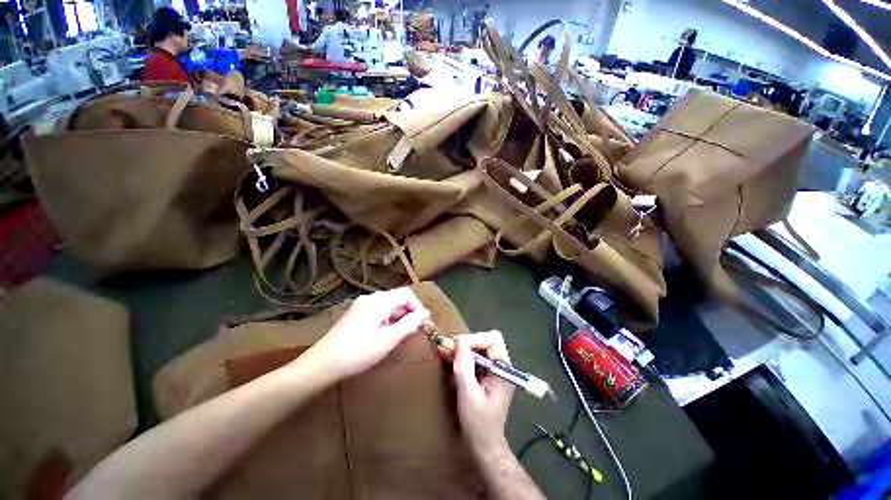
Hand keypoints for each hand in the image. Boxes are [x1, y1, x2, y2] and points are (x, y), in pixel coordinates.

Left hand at [303, 287, 430, 380]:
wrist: (322, 364)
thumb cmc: (359, 351)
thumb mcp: (389, 339)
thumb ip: (410, 323)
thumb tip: (426, 313)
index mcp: (379, 300)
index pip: (407, 294)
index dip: (417, 307)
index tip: (421, 325)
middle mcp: (371, 298)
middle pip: (397, 299)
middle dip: (408, 313)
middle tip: (413, 333)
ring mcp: (362, 306)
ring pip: (388, 306)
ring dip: (398, 318)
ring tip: (400, 336)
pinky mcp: (356, 315)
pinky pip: (378, 312)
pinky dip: (387, 321)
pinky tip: (385, 336)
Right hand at [449, 331, 514, 456]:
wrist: (484, 445)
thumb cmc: (478, 422)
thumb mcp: (468, 394)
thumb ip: (464, 366)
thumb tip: (459, 340)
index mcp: (503, 369)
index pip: (492, 340)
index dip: (474, 339)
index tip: (456, 345)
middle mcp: (501, 365)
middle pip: (486, 341)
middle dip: (467, 342)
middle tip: (450, 348)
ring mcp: (494, 369)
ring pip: (480, 347)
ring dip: (463, 349)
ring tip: (447, 352)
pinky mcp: (486, 374)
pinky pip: (475, 357)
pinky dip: (463, 357)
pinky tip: (451, 360)